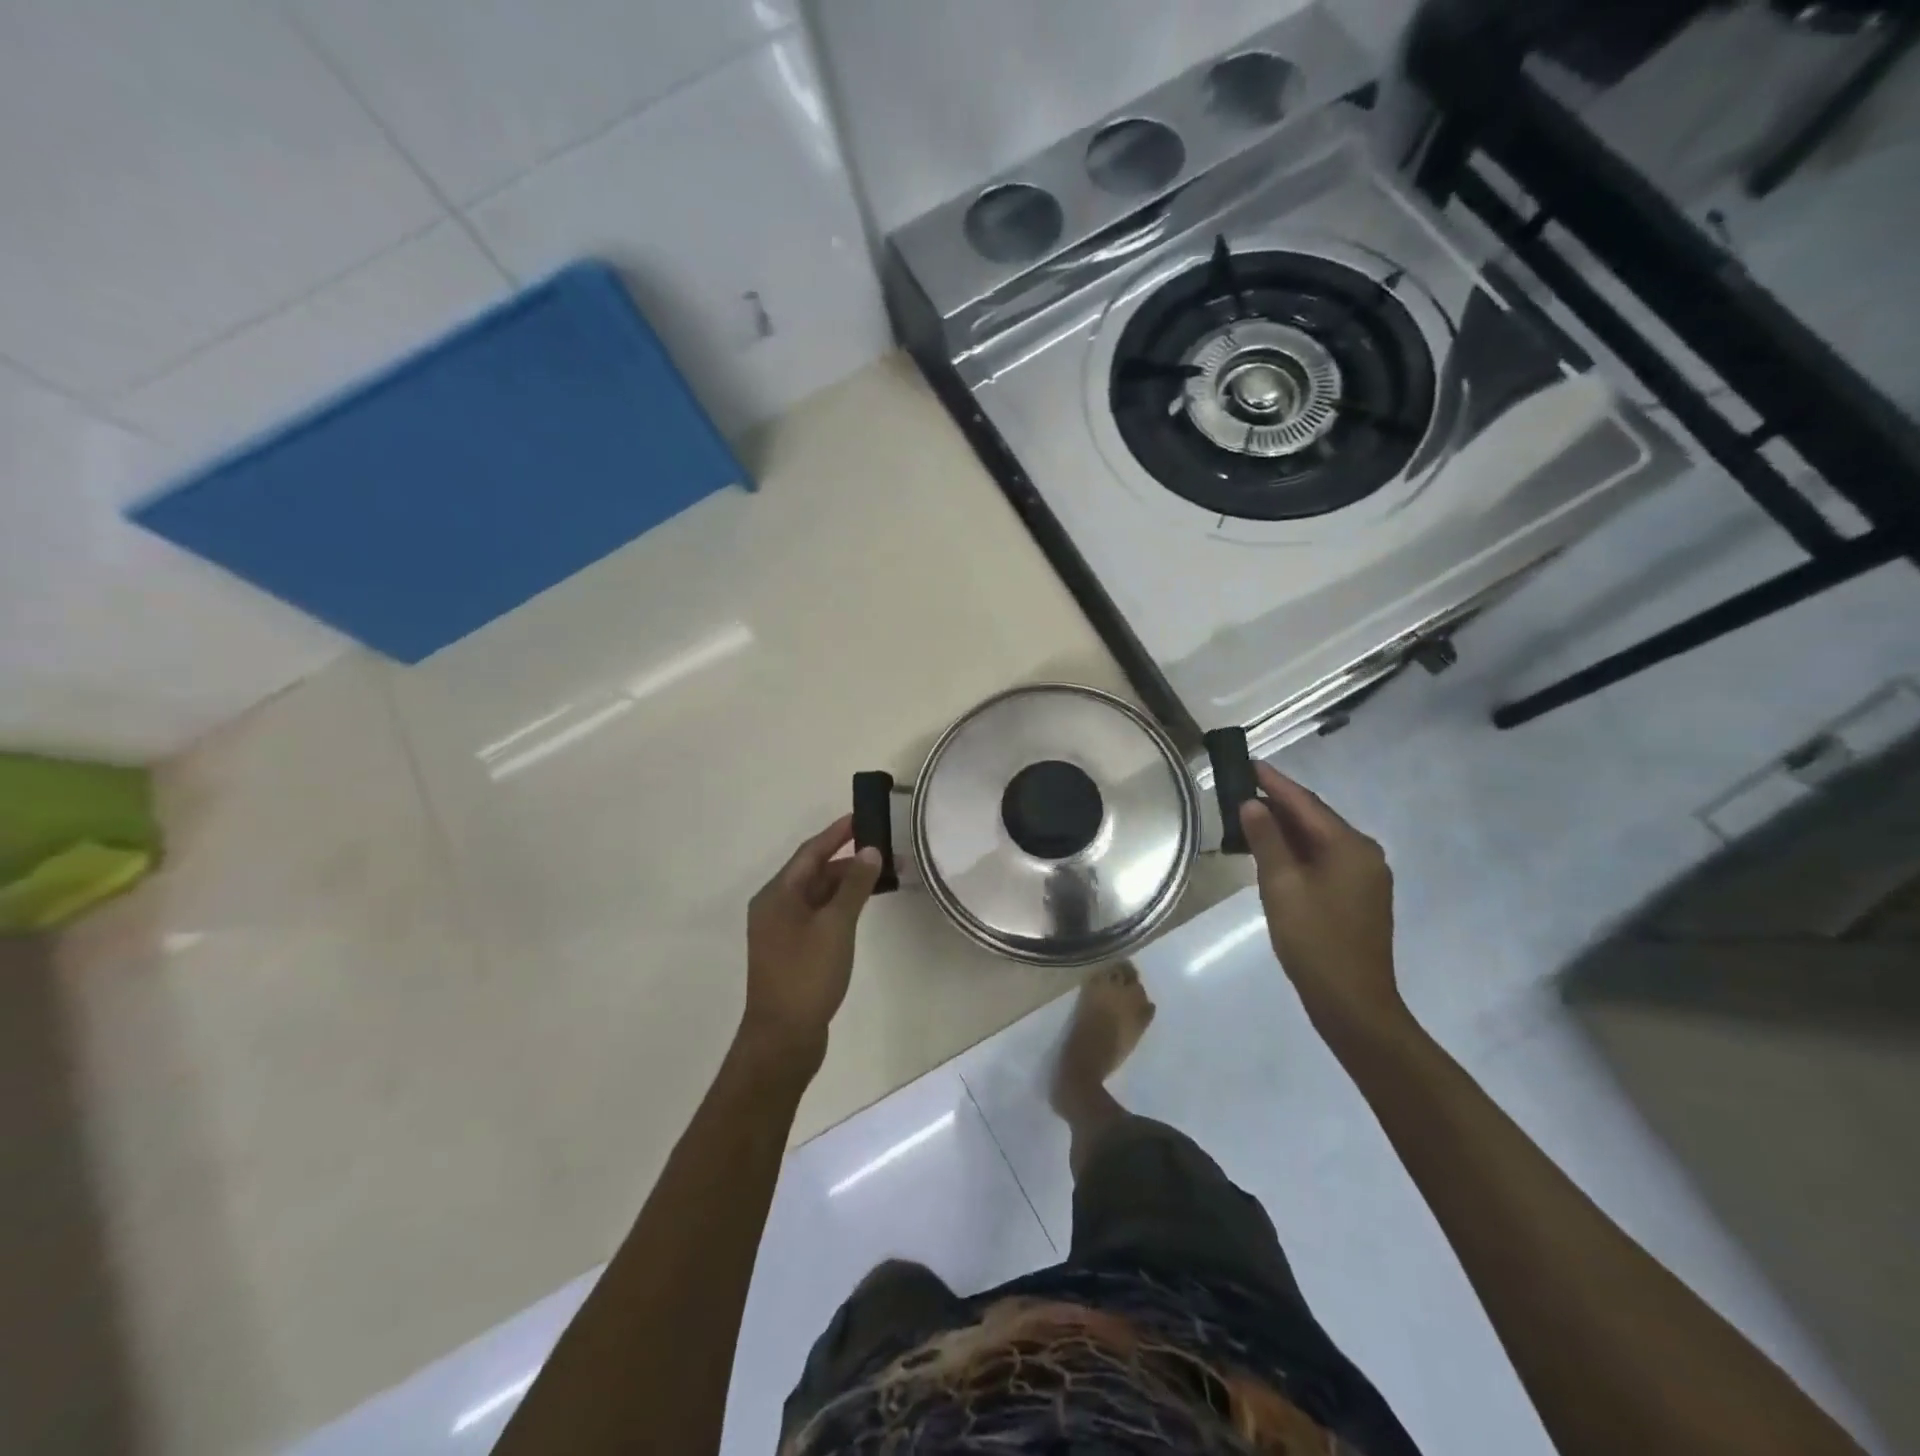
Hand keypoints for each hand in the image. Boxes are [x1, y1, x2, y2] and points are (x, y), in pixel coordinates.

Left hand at [740, 815, 883, 1071]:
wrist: (783, 1038)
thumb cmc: (807, 975)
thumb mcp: (836, 925)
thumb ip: (854, 886)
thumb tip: (869, 851)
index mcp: (777, 895)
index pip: (810, 852)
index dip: (836, 833)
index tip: (862, 817)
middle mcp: (774, 907)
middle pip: (813, 872)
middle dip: (847, 860)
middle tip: (884, 851)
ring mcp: (781, 931)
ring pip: (817, 895)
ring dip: (846, 885)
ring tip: (881, 877)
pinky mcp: (792, 952)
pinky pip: (818, 915)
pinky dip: (839, 906)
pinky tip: (861, 909)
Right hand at [1236, 763, 1407, 1040]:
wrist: (1352, 1003)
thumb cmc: (1314, 940)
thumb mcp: (1281, 886)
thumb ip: (1266, 840)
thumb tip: (1252, 804)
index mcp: (1349, 846)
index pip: (1305, 803)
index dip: (1274, 783)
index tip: (1248, 763)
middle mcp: (1364, 854)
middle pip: (1315, 818)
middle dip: (1278, 803)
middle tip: (1241, 788)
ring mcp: (1365, 876)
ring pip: (1319, 840)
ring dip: (1286, 828)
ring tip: (1249, 817)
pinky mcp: (1358, 896)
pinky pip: (1324, 860)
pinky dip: (1297, 851)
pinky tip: (1273, 852)